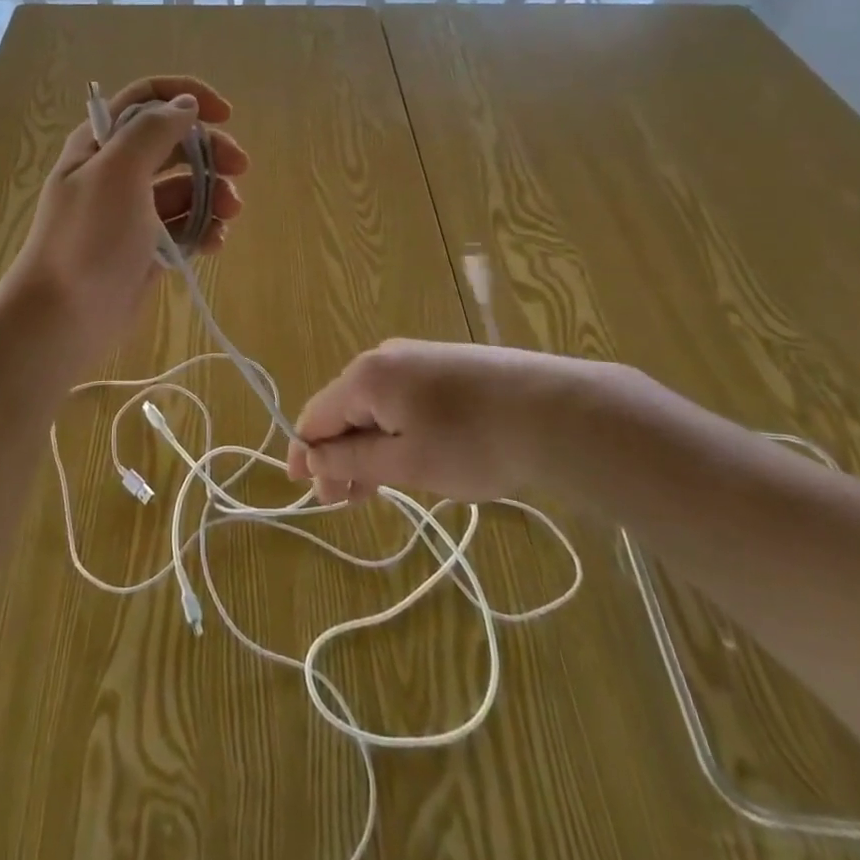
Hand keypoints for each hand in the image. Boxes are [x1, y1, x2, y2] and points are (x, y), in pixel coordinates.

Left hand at [5, 76, 247, 365]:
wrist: (64, 316)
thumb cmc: (89, 236)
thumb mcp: (118, 171)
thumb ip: (153, 130)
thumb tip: (186, 104)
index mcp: (101, 143)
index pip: (146, 99)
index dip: (186, 96)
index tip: (225, 114)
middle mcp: (117, 171)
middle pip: (174, 143)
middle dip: (210, 151)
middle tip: (240, 168)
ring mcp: (133, 211)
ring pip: (184, 187)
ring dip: (213, 194)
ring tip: (230, 214)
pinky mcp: (148, 248)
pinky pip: (184, 226)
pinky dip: (204, 229)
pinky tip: (216, 242)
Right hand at [285, 339, 629, 504]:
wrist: (557, 412)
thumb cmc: (472, 443)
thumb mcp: (406, 463)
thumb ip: (352, 461)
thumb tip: (312, 457)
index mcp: (366, 376)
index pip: (315, 414)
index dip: (304, 453)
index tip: (303, 490)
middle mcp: (384, 358)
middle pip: (344, 409)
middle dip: (339, 455)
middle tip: (346, 502)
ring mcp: (418, 358)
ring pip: (375, 406)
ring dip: (367, 446)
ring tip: (378, 487)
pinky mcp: (447, 366)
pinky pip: (403, 399)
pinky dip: (395, 431)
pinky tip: (412, 457)